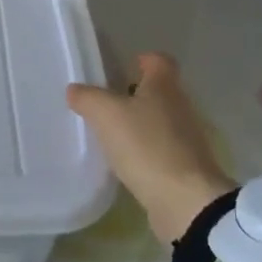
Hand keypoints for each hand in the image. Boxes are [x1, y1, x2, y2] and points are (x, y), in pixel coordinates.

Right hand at [67, 52, 234, 244]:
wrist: (185, 202)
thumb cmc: (146, 145)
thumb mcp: (106, 114)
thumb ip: (87, 97)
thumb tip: (75, 90)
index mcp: (164, 86)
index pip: (159, 60)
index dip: (142, 59)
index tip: (123, 67)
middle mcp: (180, 107)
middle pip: (158, 91)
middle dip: (134, 94)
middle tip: (105, 103)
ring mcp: (186, 140)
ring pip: (159, 121)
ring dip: (138, 125)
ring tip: (109, 134)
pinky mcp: (185, 168)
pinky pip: (160, 150)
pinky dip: (144, 152)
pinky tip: (124, 162)